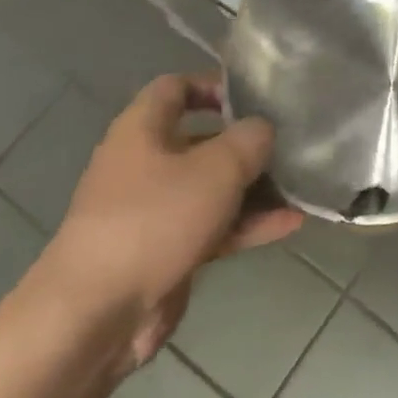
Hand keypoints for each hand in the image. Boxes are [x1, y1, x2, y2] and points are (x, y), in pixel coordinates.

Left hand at [31, 74, 301, 372]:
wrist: (97, 312)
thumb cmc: (155, 220)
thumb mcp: (215, 168)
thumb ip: (249, 139)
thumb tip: (263, 129)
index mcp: (142, 130)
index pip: (175, 88)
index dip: (214, 85)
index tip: (255, 98)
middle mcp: (145, 164)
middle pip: (201, 141)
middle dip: (246, 144)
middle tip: (289, 145)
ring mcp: (154, 211)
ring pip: (212, 188)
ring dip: (254, 189)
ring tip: (300, 187)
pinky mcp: (166, 251)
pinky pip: (213, 227)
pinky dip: (247, 224)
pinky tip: (290, 224)